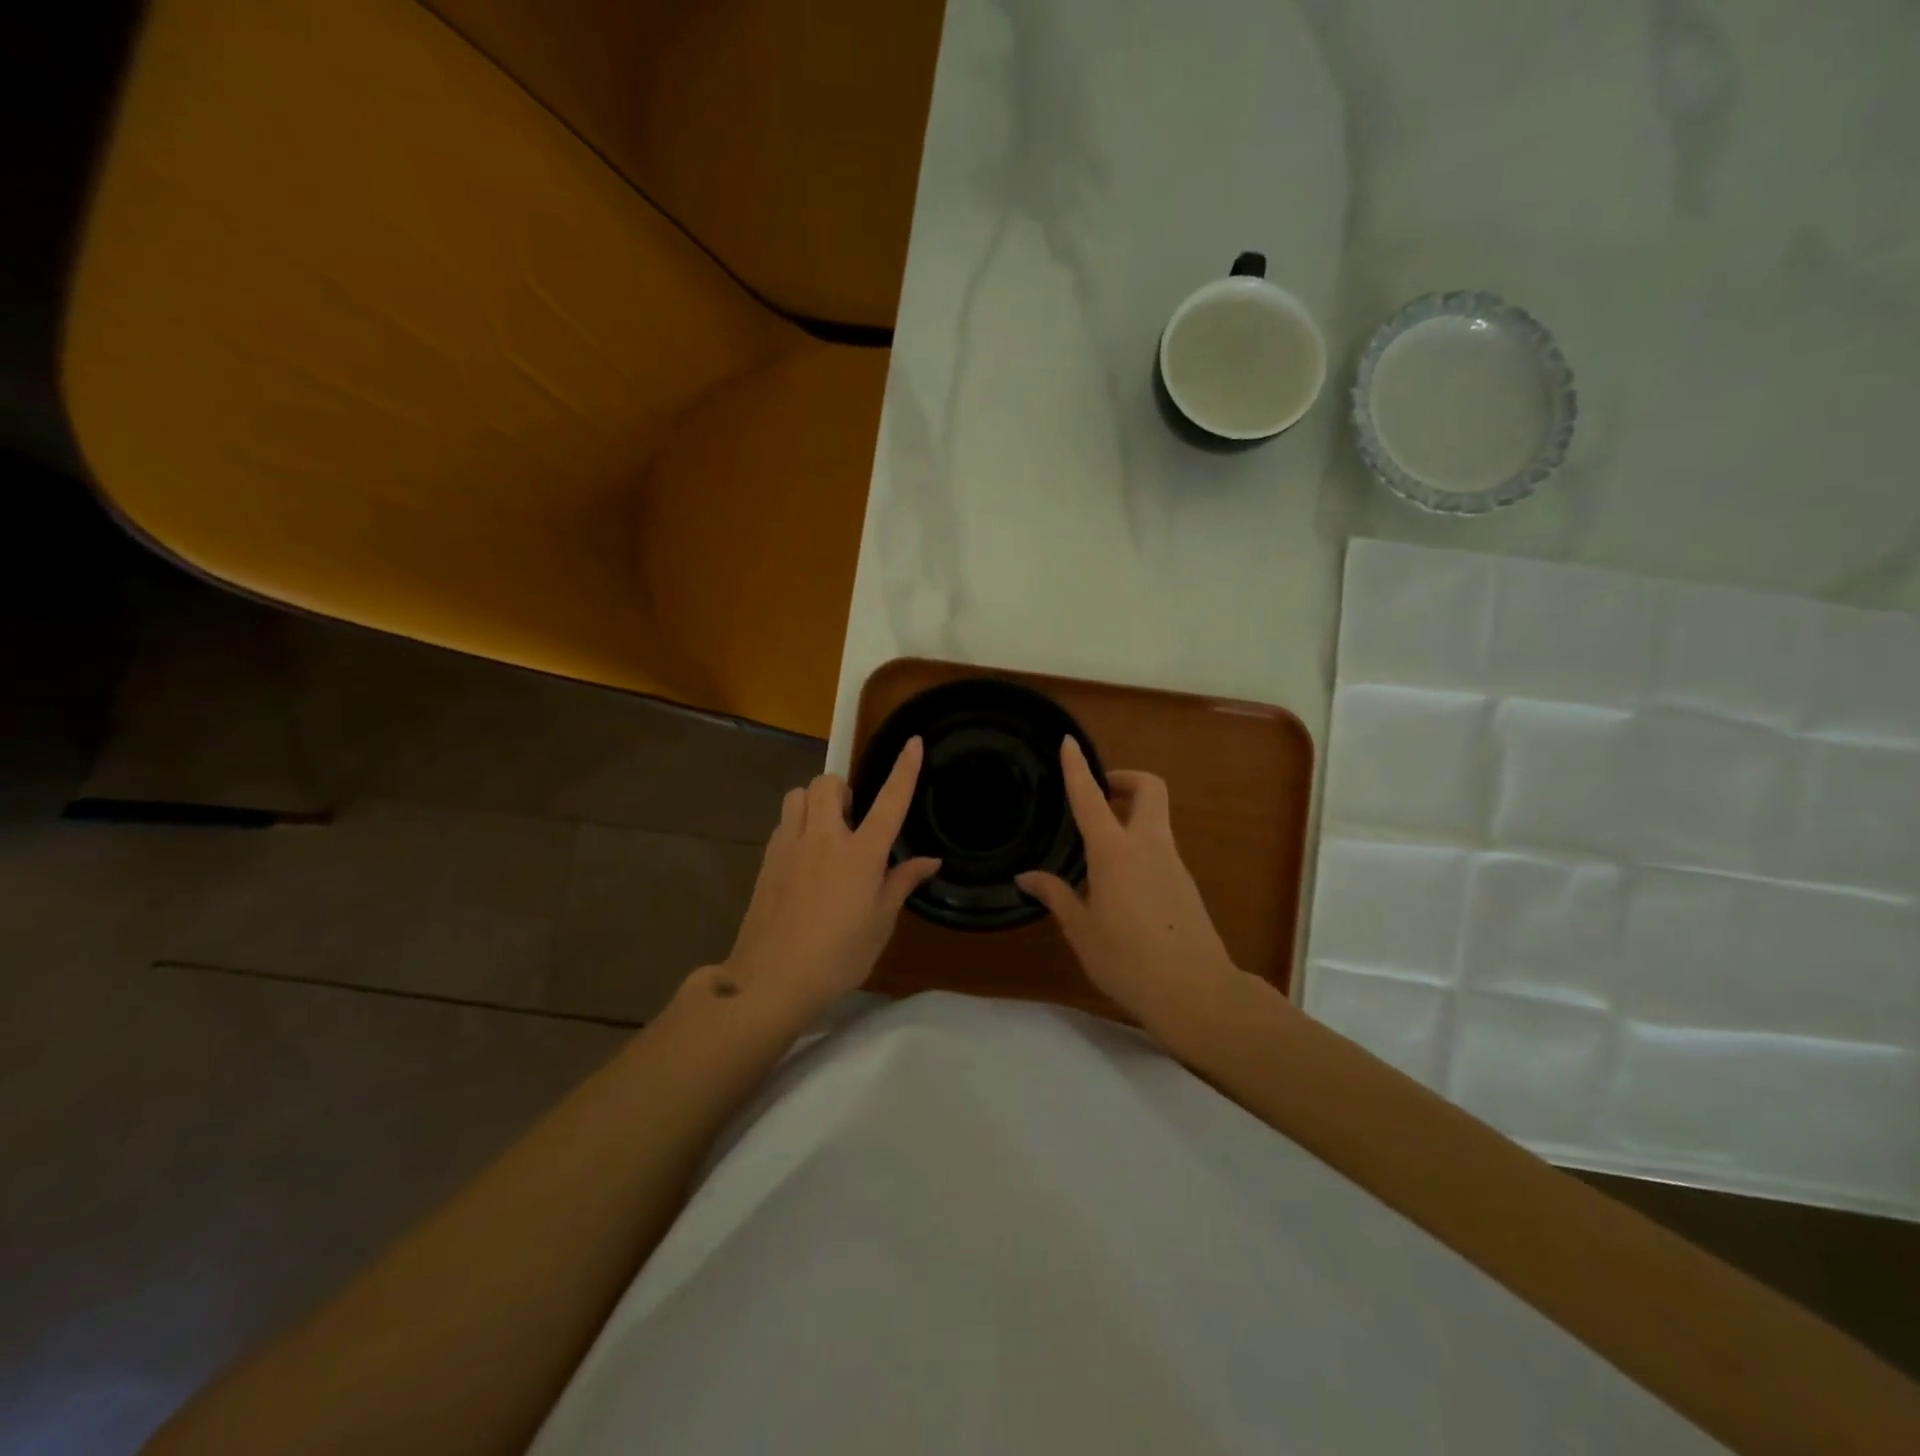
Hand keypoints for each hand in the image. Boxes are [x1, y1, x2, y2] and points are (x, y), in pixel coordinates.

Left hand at [719, 738, 939, 1014]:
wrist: (772, 979)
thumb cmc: (838, 956)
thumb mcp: (880, 923)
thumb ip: (902, 883)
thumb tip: (929, 861)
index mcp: (861, 854)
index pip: (890, 800)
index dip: (905, 769)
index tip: (914, 741)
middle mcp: (824, 838)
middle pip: (829, 783)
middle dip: (844, 788)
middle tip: (854, 817)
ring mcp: (790, 846)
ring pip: (798, 796)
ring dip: (815, 801)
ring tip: (826, 831)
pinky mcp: (767, 860)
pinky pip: (783, 822)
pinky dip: (797, 825)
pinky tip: (804, 857)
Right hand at [1017, 738, 1243, 1029]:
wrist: (1197, 993)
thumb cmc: (1128, 961)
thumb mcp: (1082, 931)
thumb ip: (1056, 896)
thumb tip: (1027, 877)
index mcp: (1115, 852)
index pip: (1091, 797)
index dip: (1077, 767)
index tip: (1069, 742)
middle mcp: (1148, 845)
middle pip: (1149, 789)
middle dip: (1125, 779)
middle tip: (1100, 794)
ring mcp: (1173, 862)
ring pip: (1156, 818)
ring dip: (1131, 815)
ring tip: (1098, 850)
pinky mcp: (1185, 883)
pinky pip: (1160, 847)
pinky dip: (1139, 845)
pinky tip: (1120, 884)